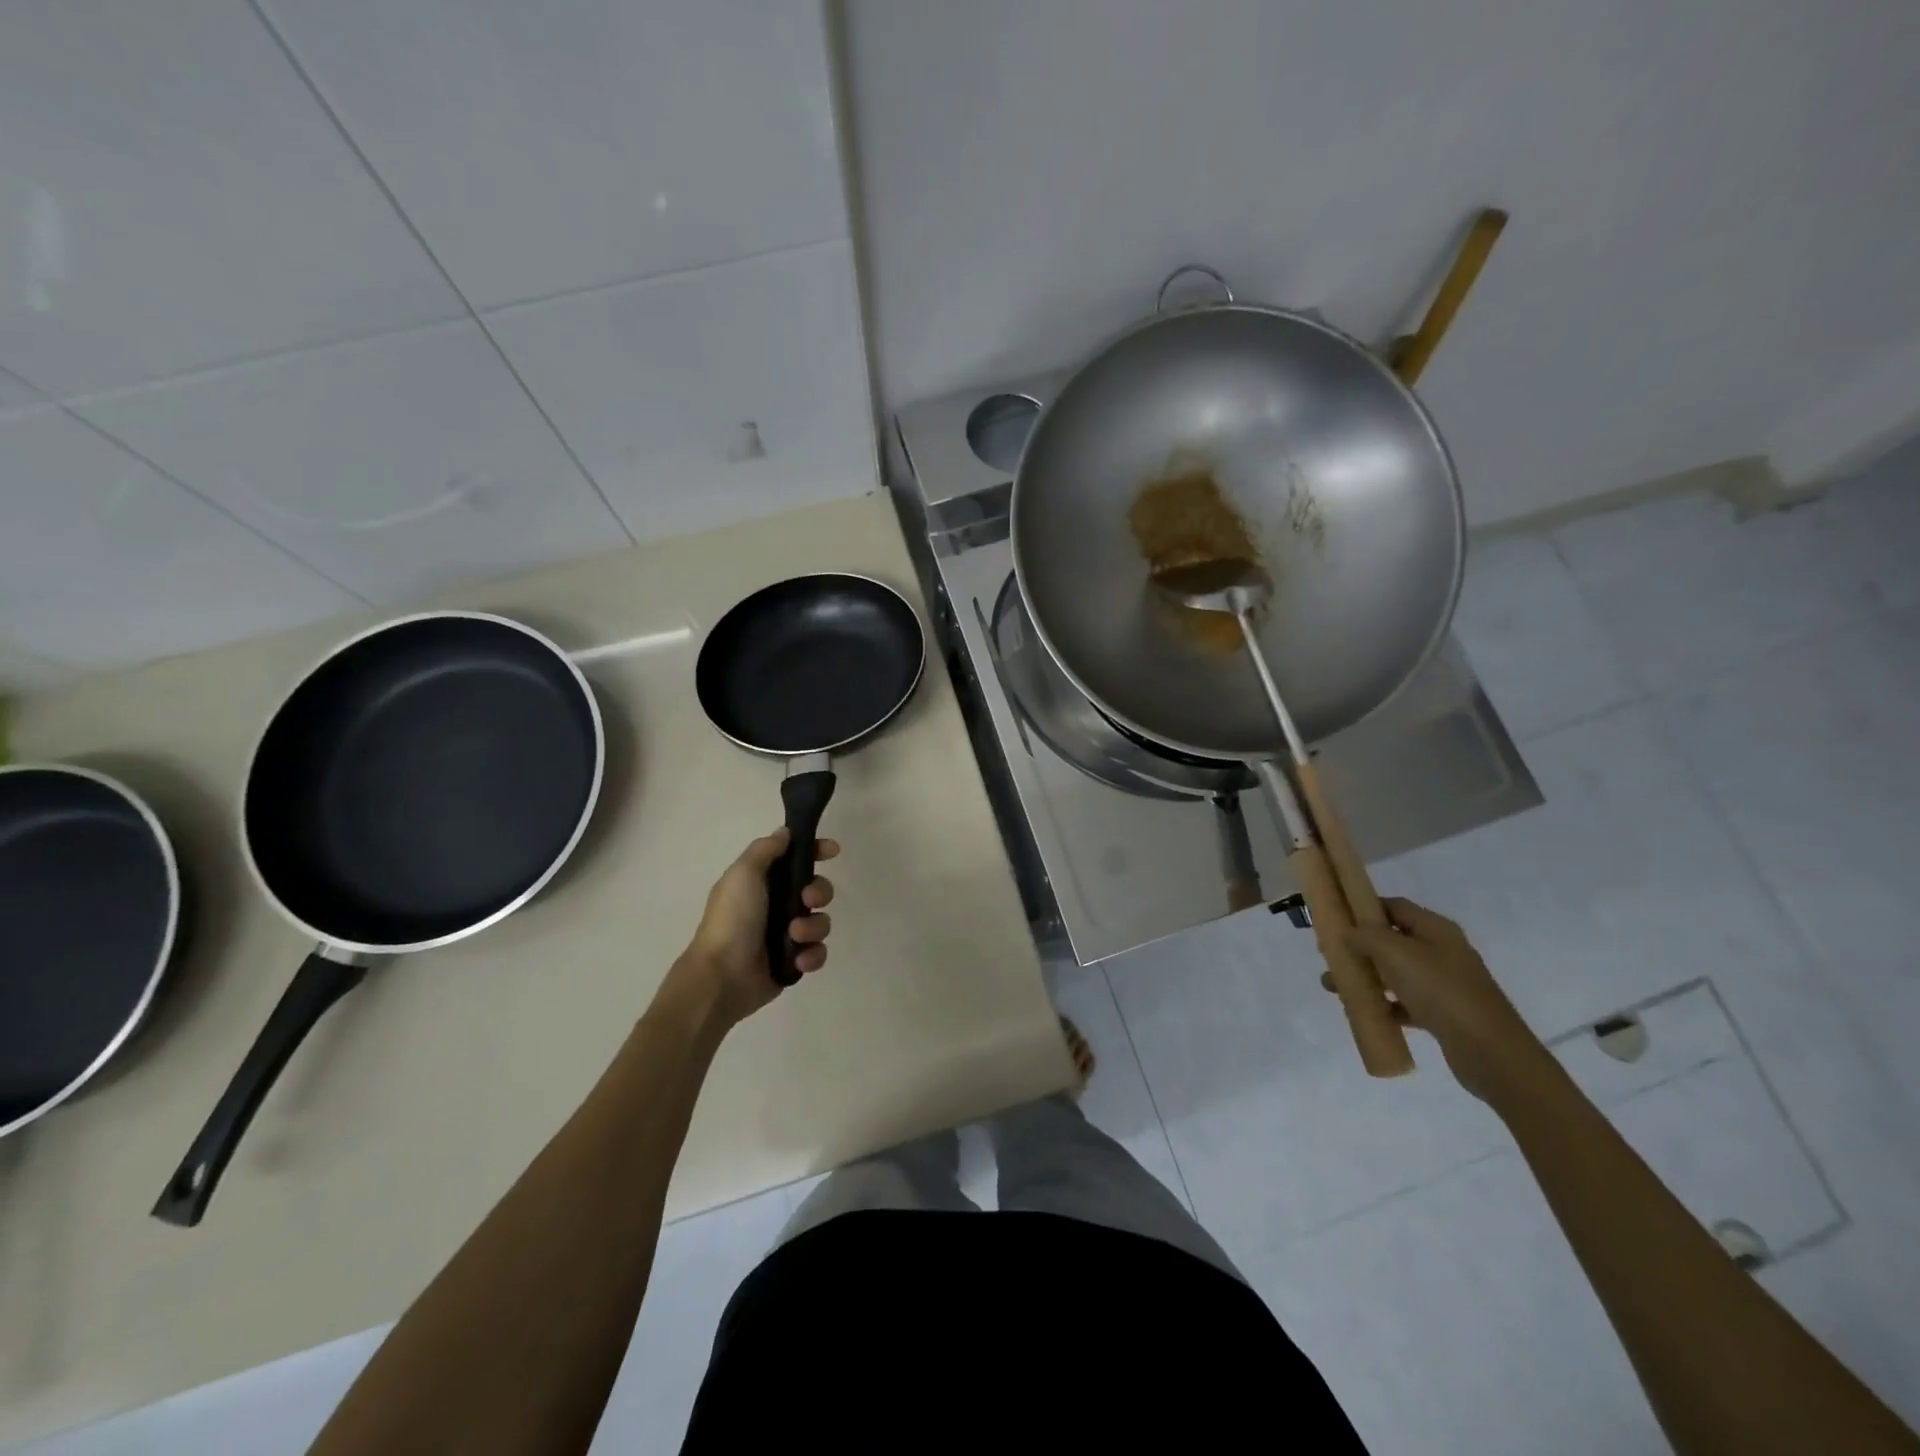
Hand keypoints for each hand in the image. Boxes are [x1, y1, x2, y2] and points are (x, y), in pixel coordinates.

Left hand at [662, 829, 837, 1030]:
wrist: (722, 976)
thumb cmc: (732, 919)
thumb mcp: (743, 874)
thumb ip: (765, 850)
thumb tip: (785, 833)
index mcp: (763, 882)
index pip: (796, 859)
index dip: (815, 851)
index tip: (832, 851)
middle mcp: (776, 905)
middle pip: (816, 889)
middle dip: (819, 892)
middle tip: (807, 899)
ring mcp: (786, 935)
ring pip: (821, 922)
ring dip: (813, 927)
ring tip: (794, 936)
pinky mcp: (793, 962)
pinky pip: (817, 952)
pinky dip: (812, 955)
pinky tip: (798, 960)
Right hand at [1341, 898, 1548, 1102]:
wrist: (1490, 1051)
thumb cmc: (1440, 990)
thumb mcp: (1395, 953)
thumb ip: (1365, 936)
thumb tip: (1346, 931)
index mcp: (1435, 929)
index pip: (1394, 906)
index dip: (1363, 907)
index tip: (1334, 917)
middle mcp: (1441, 951)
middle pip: (1391, 940)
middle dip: (1359, 946)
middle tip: (1330, 955)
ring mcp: (1444, 984)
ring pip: (1395, 973)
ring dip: (1365, 977)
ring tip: (1334, 987)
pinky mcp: (1443, 1013)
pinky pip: (1404, 1002)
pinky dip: (1383, 1004)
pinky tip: (1362, 1011)